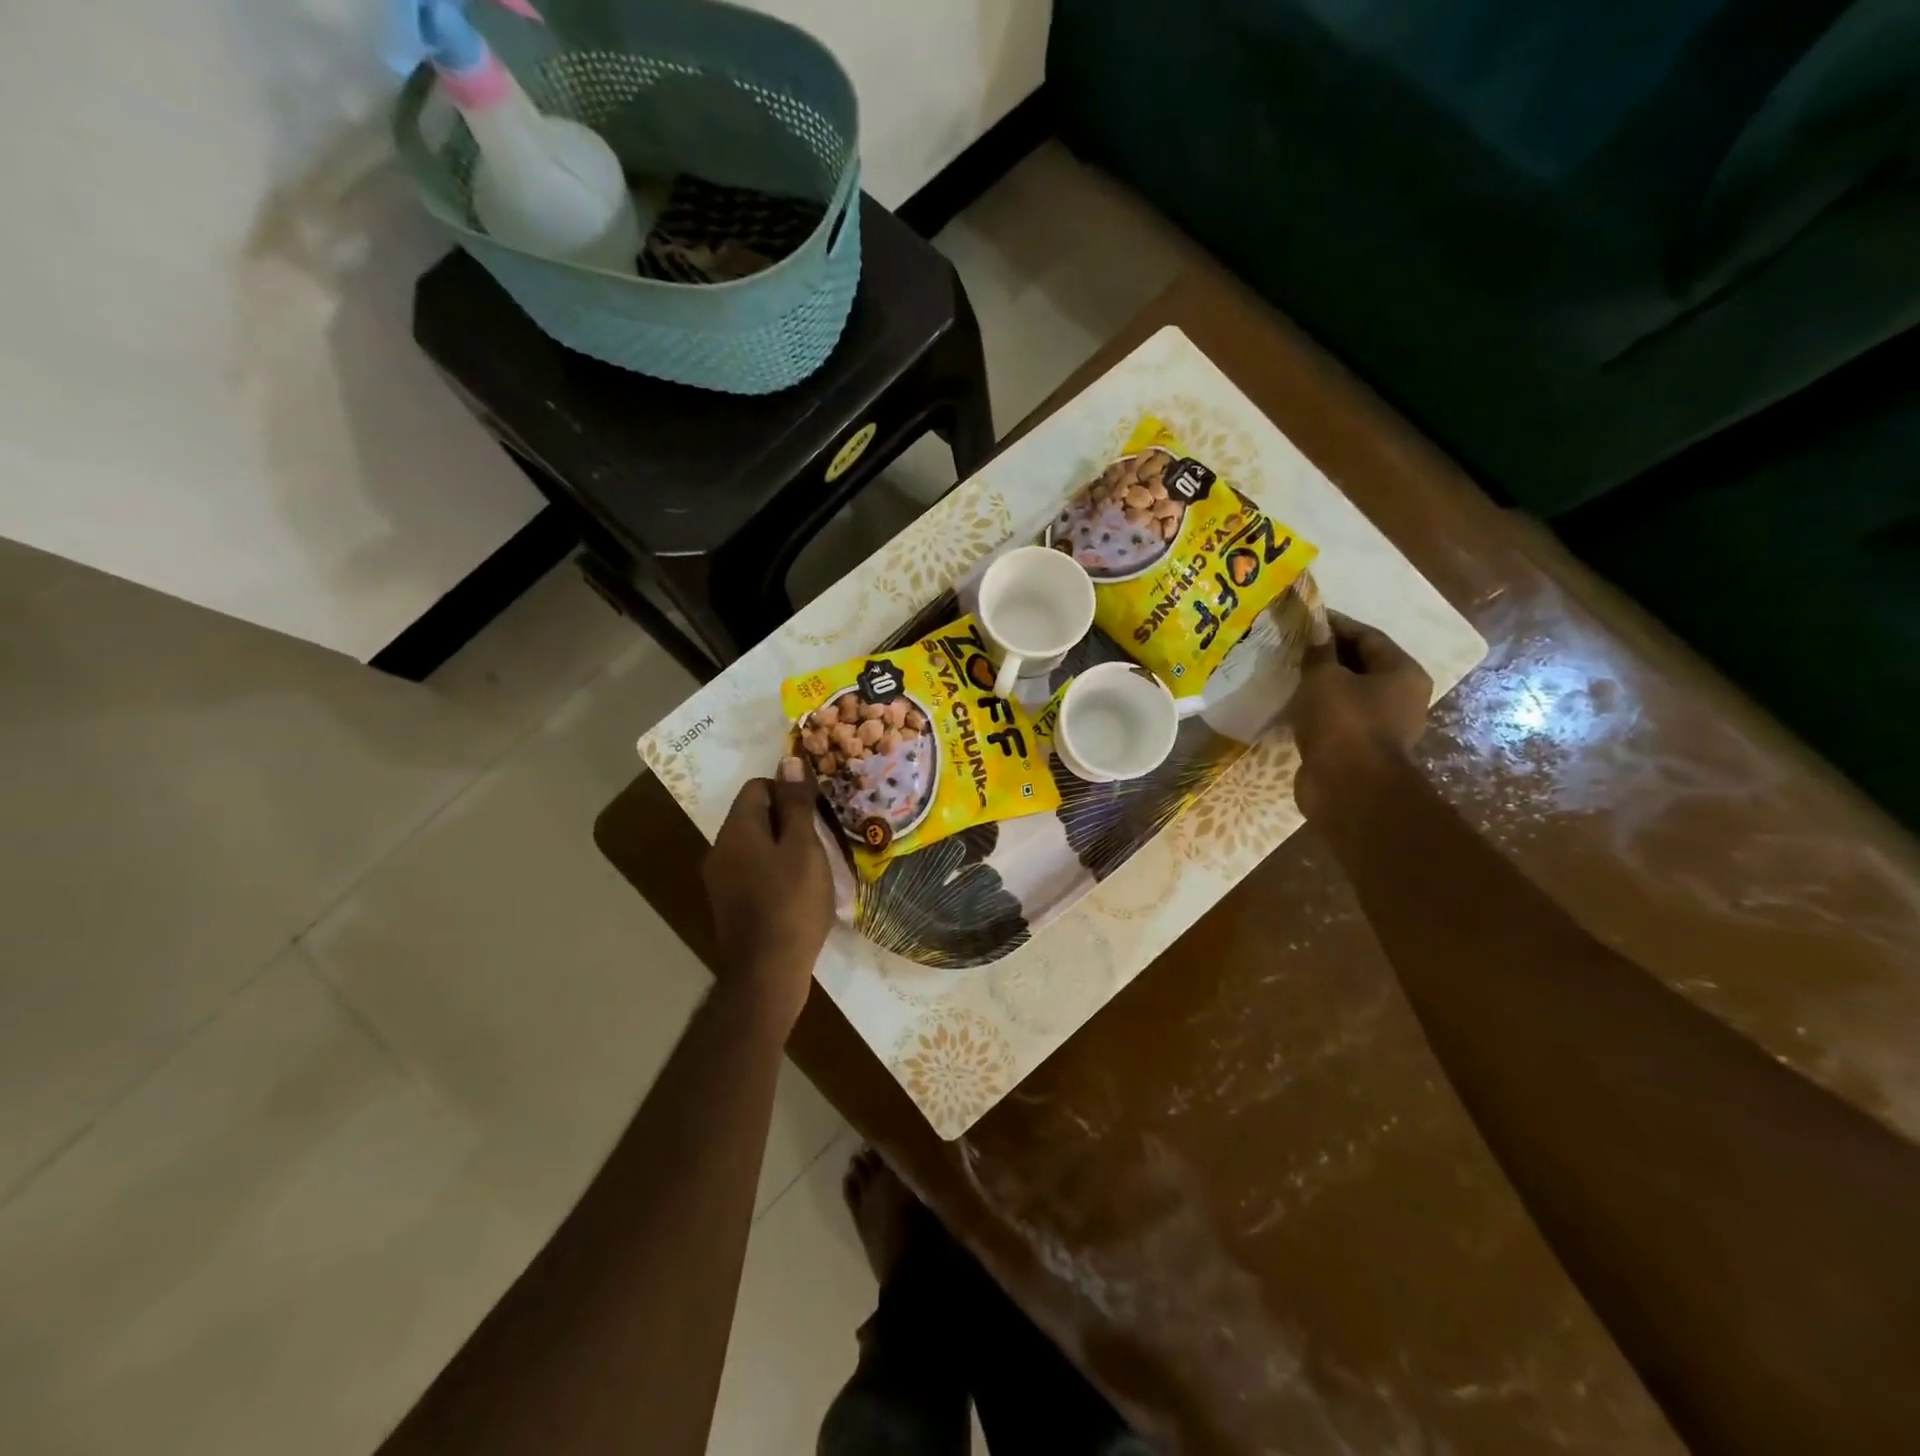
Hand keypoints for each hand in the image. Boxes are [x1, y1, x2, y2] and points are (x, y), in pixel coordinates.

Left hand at [702, 775, 834, 1028]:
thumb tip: (789, 759)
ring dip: (781, 846)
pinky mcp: (728, 904)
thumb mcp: (804, 847)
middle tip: (820, 836)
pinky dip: (773, 870)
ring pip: (754, 845)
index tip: (816, 812)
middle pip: (753, 816)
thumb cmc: (791, 902)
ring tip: (813, 864)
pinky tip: (796, 890)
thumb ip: (796, 803)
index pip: (757, 787)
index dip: (788, 791)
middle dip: (786, 819)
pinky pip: (751, 870)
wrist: (767, 971)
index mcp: (736, 830)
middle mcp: (720, 849)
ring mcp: (720, 879)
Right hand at [1292, 611, 1431, 819]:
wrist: (1349, 788)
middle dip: (1329, 654)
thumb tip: (1316, 633)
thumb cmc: (1343, 724)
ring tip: (1291, 674)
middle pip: (1363, 664)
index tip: (1306, 619)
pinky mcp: (1362, 748)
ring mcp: (1384, 725)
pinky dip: (1320, 709)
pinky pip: (1340, 718)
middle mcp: (1402, 696)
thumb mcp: (1324, 678)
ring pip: (1350, 693)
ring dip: (1323, 684)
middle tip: (1295, 646)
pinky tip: (1296, 706)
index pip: (1368, 636)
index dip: (1336, 624)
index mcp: (1402, 672)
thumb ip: (1318, 652)